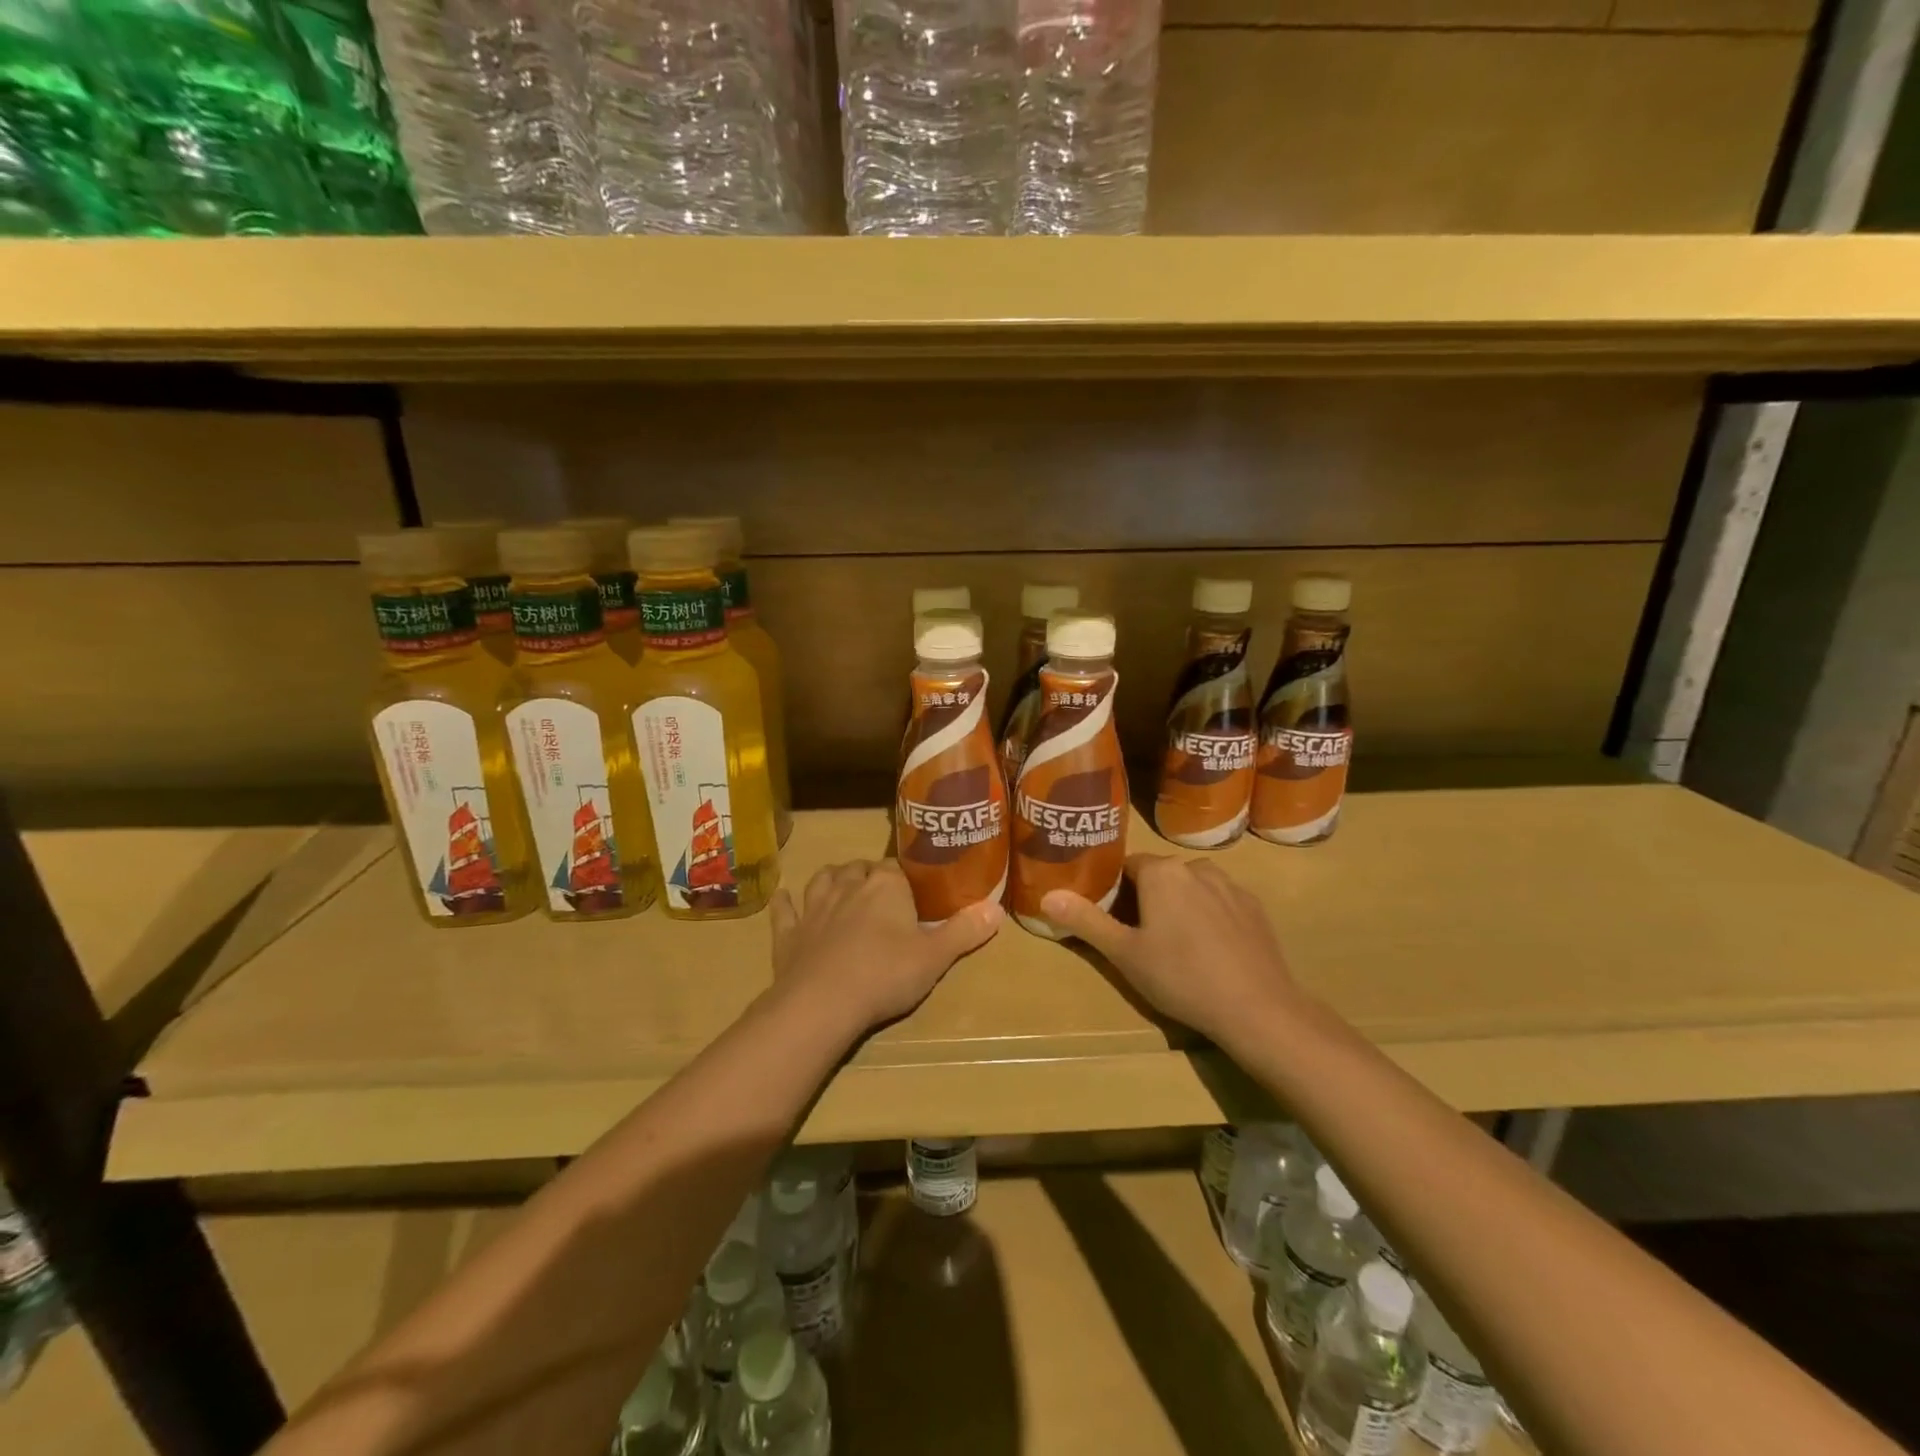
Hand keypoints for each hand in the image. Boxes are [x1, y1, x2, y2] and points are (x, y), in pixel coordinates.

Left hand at [770, 859, 1003, 1032]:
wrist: (822, 1004)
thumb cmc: (885, 975)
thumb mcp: (935, 957)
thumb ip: (965, 931)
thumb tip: (997, 908)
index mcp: (885, 885)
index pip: (896, 867)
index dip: (903, 878)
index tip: (912, 892)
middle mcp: (848, 886)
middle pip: (858, 869)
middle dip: (867, 875)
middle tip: (879, 893)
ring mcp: (813, 907)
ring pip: (822, 880)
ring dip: (831, 880)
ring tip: (840, 886)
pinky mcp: (788, 933)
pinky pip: (784, 910)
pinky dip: (786, 904)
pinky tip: (786, 902)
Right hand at [1041, 855, 1301, 1047]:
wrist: (1258, 1009)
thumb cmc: (1181, 977)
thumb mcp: (1124, 953)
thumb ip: (1086, 920)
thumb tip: (1047, 896)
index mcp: (1162, 872)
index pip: (1126, 867)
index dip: (1114, 891)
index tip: (1110, 918)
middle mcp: (1196, 867)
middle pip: (1159, 876)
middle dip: (1146, 899)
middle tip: (1139, 938)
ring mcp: (1231, 886)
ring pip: (1191, 888)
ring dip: (1179, 906)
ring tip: (1176, 946)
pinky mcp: (1255, 908)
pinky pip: (1220, 903)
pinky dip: (1209, 917)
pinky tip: (1210, 951)